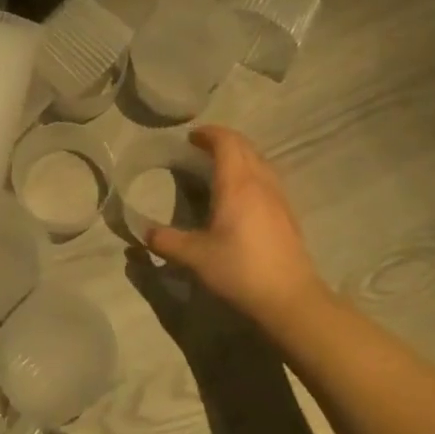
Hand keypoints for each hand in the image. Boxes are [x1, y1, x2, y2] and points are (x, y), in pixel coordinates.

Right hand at [146, 126, 327, 335]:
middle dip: (223, 140)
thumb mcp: (195, 257)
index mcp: (237, 184)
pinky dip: (252, 171)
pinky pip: (268, 177)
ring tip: (220, 167)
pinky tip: (241, 194)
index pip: (226, 142)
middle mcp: (260, 182)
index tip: (190, 137)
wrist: (291, 300)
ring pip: (260, 160)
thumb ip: (166, 240)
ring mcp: (278, 197)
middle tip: (200, 149)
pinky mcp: (288, 214)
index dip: (208, 134)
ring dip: (240, 155)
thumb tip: (143, 232)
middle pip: (245, 146)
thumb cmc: (241, 270)